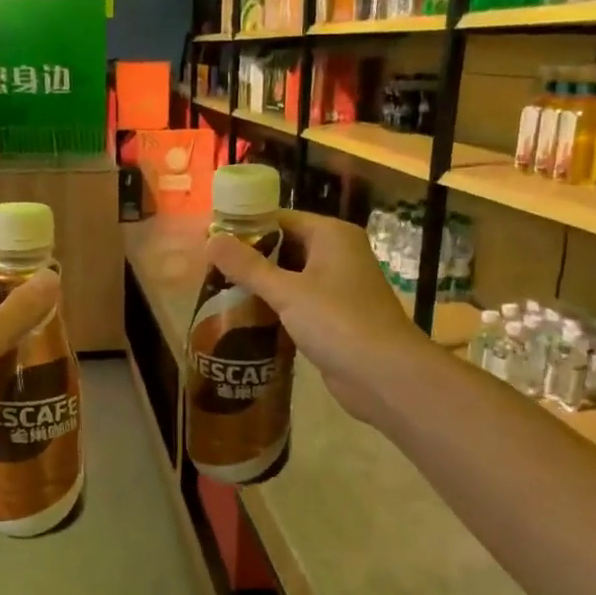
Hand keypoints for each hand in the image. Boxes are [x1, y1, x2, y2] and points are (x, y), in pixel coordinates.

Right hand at [205, 210, 433, 427]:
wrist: (384, 375)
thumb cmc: (337, 322)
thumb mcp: (287, 292)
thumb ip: (248, 266)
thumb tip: (210, 240)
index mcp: (332, 236)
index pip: (281, 219)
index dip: (246, 227)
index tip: (212, 241)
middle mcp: (338, 254)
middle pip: (286, 247)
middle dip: (251, 259)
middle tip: (211, 270)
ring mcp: (339, 287)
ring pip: (291, 277)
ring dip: (262, 286)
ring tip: (221, 293)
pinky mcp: (335, 317)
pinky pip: (299, 303)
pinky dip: (276, 308)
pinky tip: (247, 319)